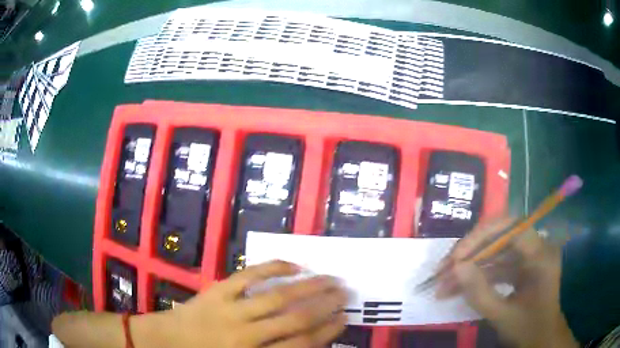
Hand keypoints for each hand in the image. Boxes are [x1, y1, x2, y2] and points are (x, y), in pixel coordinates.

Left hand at [159, 260, 347, 347]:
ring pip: (278, 296)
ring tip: (331, 278)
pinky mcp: (218, 290)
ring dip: (309, 287)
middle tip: (346, 295)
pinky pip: (250, 275)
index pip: (301, 344)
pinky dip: (274, 268)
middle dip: (325, 307)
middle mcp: (247, 335)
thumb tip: (309, 340)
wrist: (168, 340)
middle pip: (296, 320)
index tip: (344, 319)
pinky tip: (295, 265)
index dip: (327, 331)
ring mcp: (231, 309)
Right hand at [435, 218, 578, 347]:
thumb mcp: (503, 316)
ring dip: (469, 266)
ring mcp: (529, 256)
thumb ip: (480, 293)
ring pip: (495, 251)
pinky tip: (457, 288)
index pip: (511, 228)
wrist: (541, 339)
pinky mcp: (521, 266)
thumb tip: (455, 268)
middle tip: (442, 270)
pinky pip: (497, 265)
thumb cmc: (528, 329)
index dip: (481, 237)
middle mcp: (537, 247)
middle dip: (470, 253)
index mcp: (541, 254)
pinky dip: (477, 275)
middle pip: (500, 236)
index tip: (456, 258)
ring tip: (443, 283)